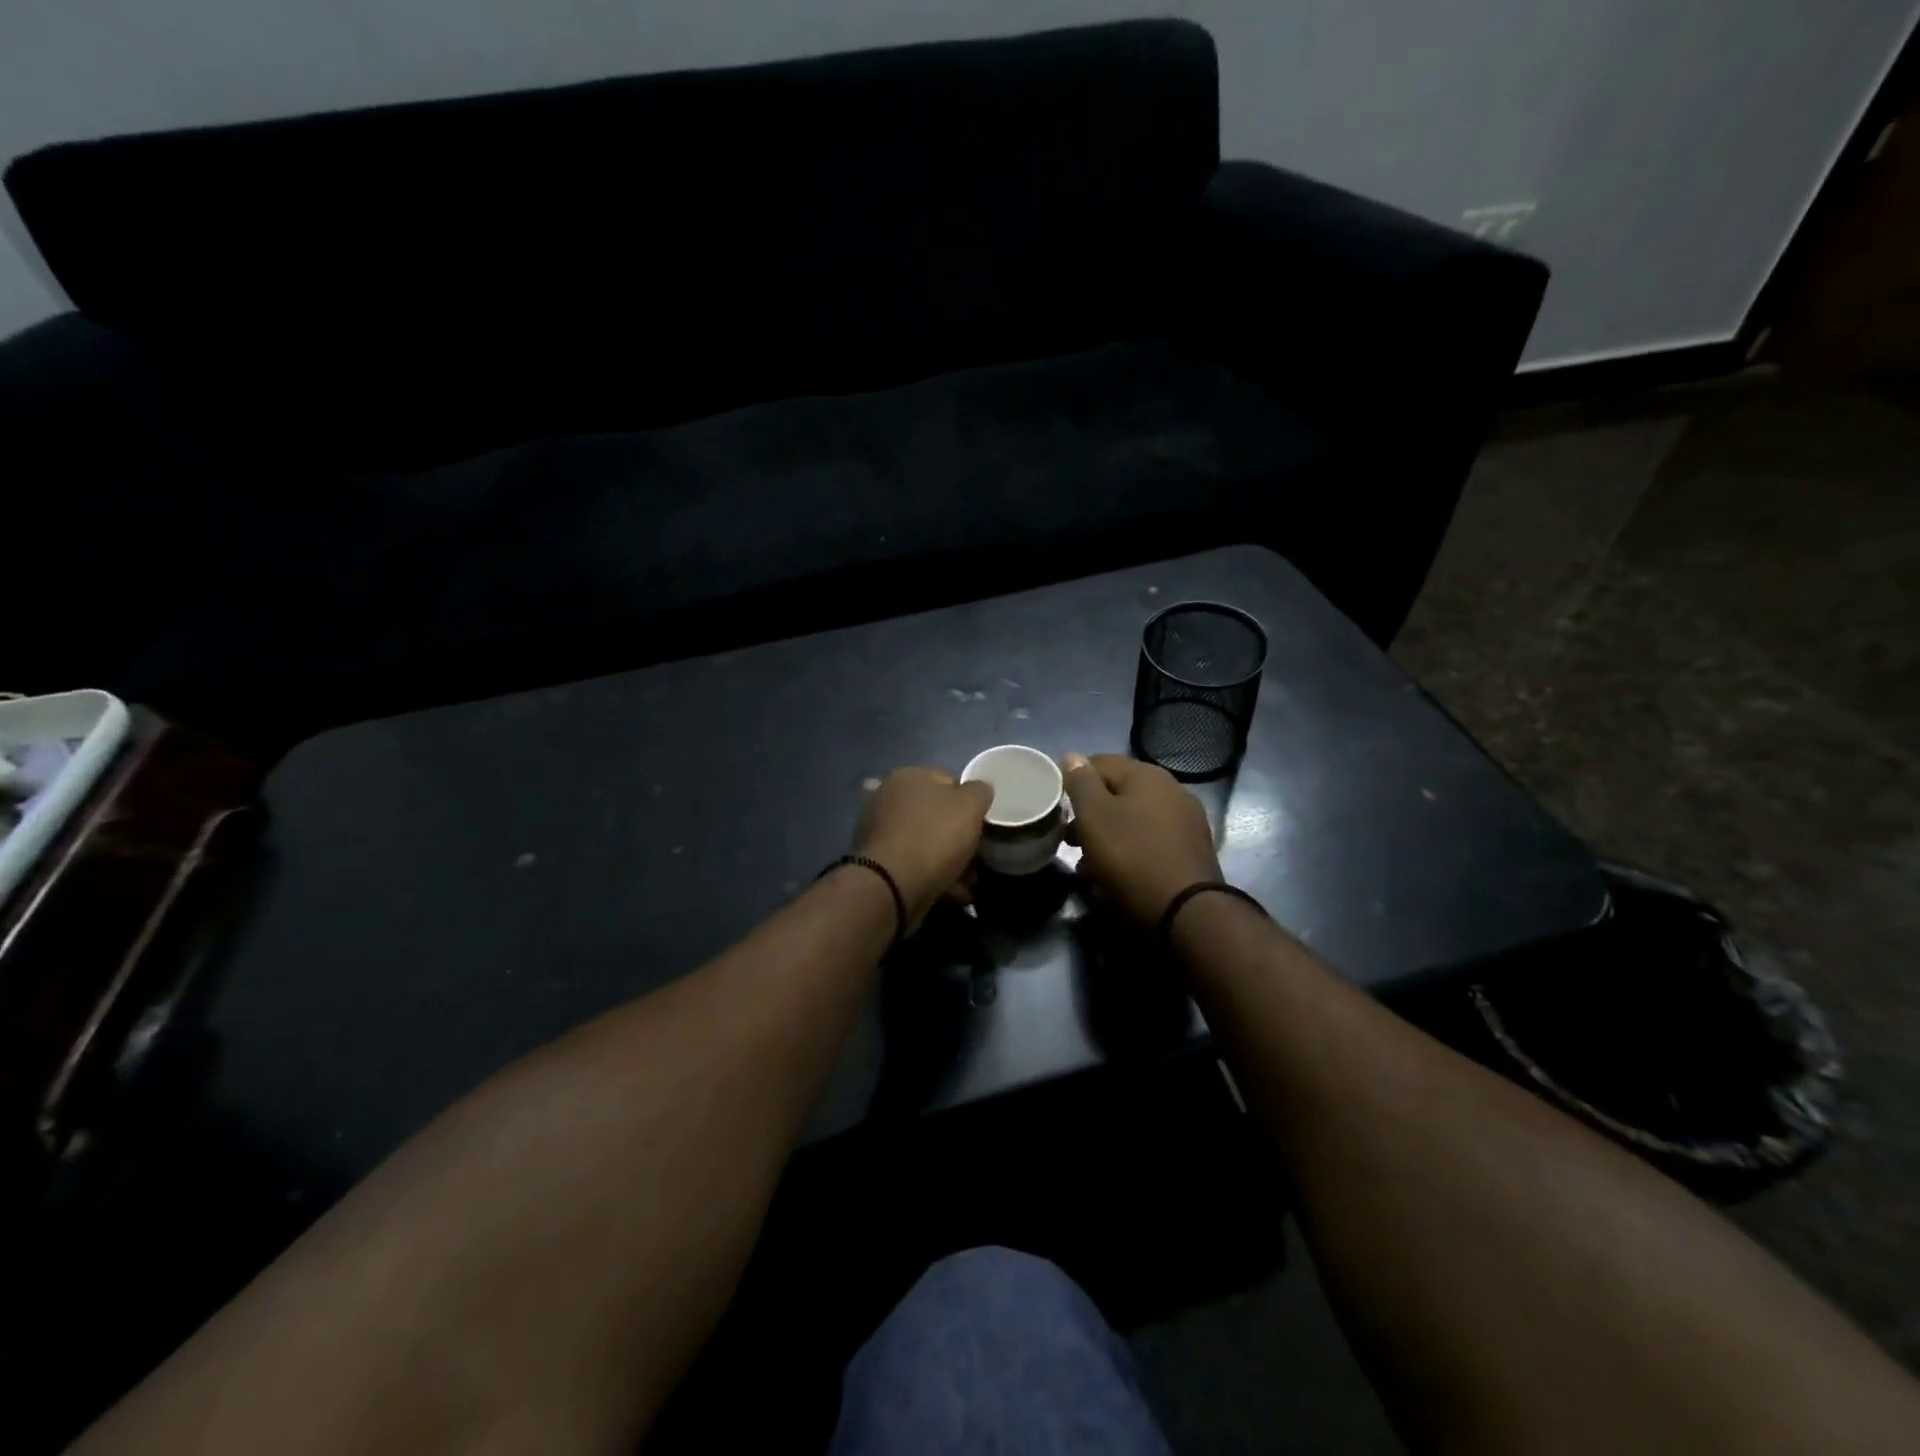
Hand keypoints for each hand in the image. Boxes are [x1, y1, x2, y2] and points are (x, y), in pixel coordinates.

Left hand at [854, 767, 992, 929]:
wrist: (892, 885)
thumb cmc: (934, 836)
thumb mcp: (971, 806)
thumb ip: (979, 791)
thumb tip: (978, 789)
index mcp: (908, 776)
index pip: (948, 780)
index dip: (970, 801)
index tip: (982, 824)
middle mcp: (888, 797)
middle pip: (935, 814)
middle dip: (959, 836)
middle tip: (977, 857)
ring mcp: (878, 830)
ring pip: (925, 841)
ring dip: (949, 860)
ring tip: (968, 882)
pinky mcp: (877, 861)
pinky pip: (913, 863)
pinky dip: (933, 875)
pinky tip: (953, 892)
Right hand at [1063, 753, 1220, 924]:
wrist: (1186, 911)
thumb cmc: (1131, 857)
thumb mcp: (1095, 816)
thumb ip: (1081, 783)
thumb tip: (1072, 755)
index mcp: (1146, 774)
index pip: (1100, 763)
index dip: (1074, 781)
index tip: (1058, 806)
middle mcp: (1171, 789)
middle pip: (1119, 792)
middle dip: (1090, 813)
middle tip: (1068, 839)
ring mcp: (1185, 819)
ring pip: (1134, 818)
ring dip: (1108, 834)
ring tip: (1087, 863)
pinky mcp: (1191, 849)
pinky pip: (1150, 839)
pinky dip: (1130, 848)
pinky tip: (1116, 872)